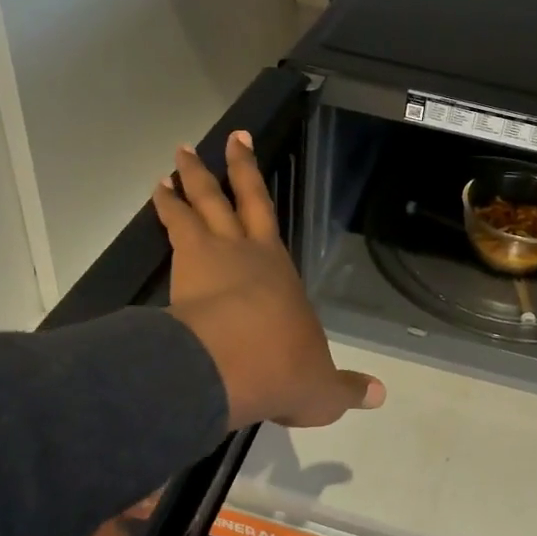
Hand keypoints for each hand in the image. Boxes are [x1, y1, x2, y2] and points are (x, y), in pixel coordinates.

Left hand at [155, 133, 384, 429]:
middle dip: (228, 168)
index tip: (244, 150)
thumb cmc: (283, 370)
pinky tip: (155, 198)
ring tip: (174, 164)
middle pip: (234, 199)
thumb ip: (348, 388)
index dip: (254, 179)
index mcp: (280, 271)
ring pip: (197, 208)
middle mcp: (247, 253)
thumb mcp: (323, 389)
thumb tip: (381, 396)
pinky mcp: (184, 272)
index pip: (267, 214)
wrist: (235, 369)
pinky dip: (163, 212)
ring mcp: (212, 258)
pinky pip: (172, 231)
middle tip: (216, 140)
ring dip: (187, 184)